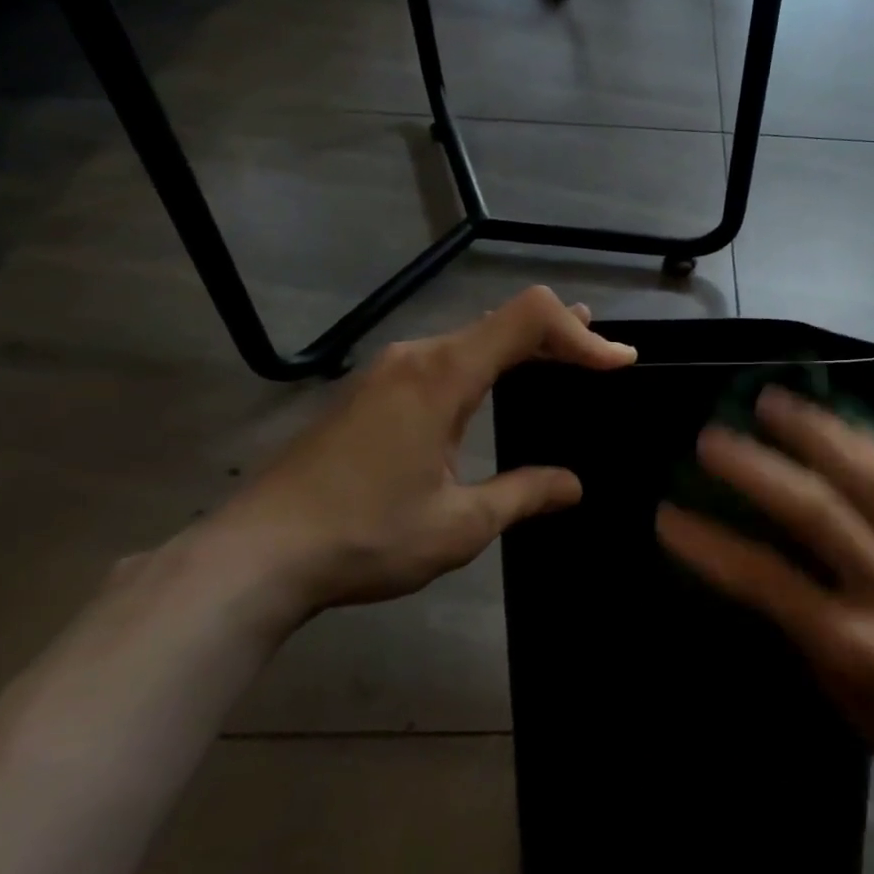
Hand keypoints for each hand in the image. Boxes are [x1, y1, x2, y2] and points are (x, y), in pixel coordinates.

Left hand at [202, 286, 634, 618]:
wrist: (254, 555)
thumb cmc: (364, 536)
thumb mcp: (460, 524)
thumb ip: (524, 495)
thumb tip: (574, 485)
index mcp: (443, 375)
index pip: (528, 319)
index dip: (581, 333)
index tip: (619, 362)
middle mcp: (417, 357)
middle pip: (502, 321)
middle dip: (559, 334)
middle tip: (603, 353)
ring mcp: (388, 371)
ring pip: (471, 338)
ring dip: (521, 347)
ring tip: (562, 358)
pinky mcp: (370, 392)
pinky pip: (445, 359)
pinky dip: (487, 363)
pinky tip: (493, 387)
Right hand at [657, 387, 873, 841]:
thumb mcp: (850, 706)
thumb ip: (807, 634)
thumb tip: (763, 576)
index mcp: (857, 648)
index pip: (767, 581)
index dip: (711, 544)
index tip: (669, 514)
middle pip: (816, 510)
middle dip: (756, 466)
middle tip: (712, 436)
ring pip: (869, 476)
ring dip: (815, 430)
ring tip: (774, 398)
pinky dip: (870, 443)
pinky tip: (842, 420)